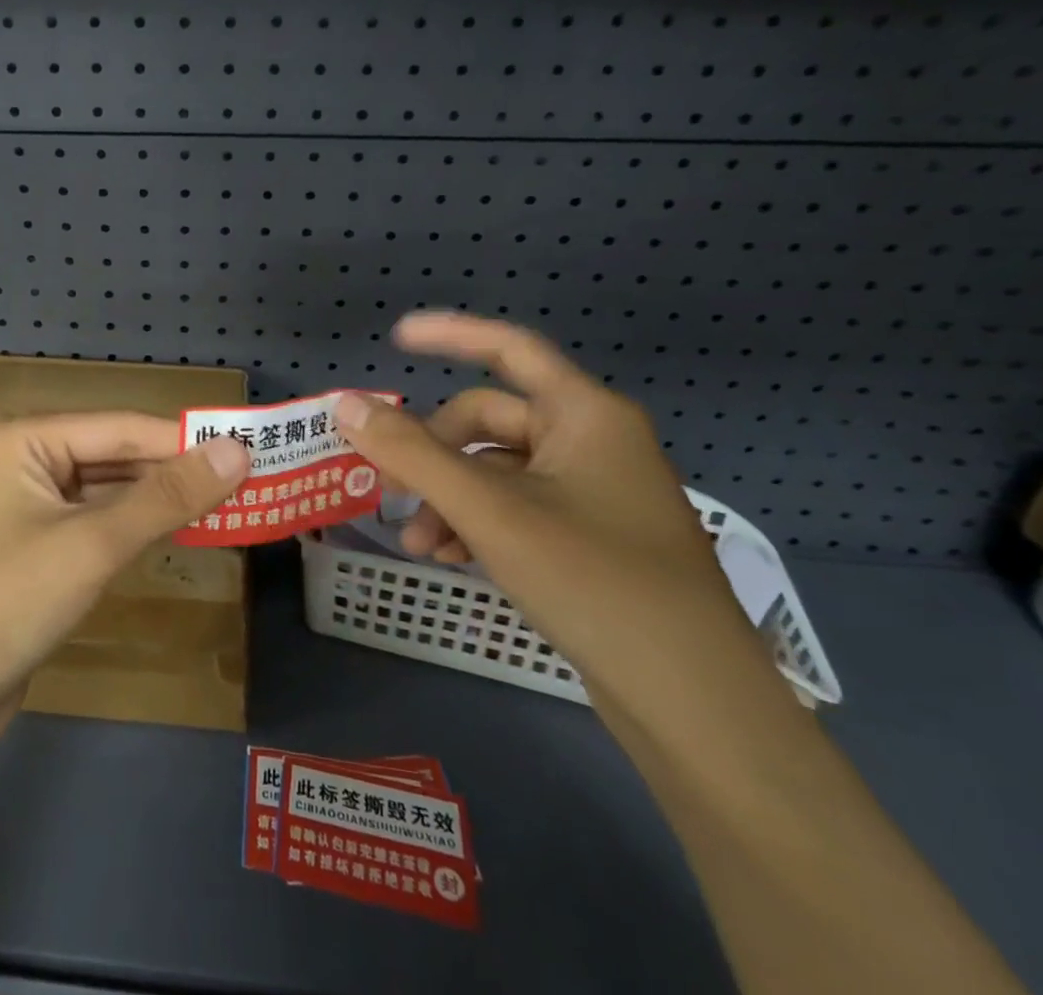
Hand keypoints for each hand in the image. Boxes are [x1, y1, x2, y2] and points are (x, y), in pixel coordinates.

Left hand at [0, 413, 249, 740]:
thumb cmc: (7, 601)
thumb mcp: (93, 544)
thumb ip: (167, 497)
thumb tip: (238, 452)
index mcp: (26, 437)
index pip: (122, 427)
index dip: (185, 439)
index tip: (249, 449)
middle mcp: (24, 458)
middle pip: (114, 455)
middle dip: (174, 471)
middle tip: (246, 481)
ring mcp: (27, 504)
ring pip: (107, 489)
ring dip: (159, 500)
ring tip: (226, 504)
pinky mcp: (34, 544)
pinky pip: (95, 520)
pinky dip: (134, 526)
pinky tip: (176, 531)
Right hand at [335, 313, 789, 727]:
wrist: (696, 707)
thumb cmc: (594, 582)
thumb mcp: (489, 512)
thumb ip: (412, 454)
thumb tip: (346, 404)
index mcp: (585, 415)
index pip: (509, 348)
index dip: (450, 335)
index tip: (396, 339)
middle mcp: (594, 443)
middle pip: (490, 422)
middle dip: (434, 454)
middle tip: (391, 488)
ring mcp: (596, 494)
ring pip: (498, 472)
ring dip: (448, 497)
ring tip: (415, 544)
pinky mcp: (593, 540)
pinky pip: (518, 509)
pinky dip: (477, 525)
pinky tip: (449, 558)